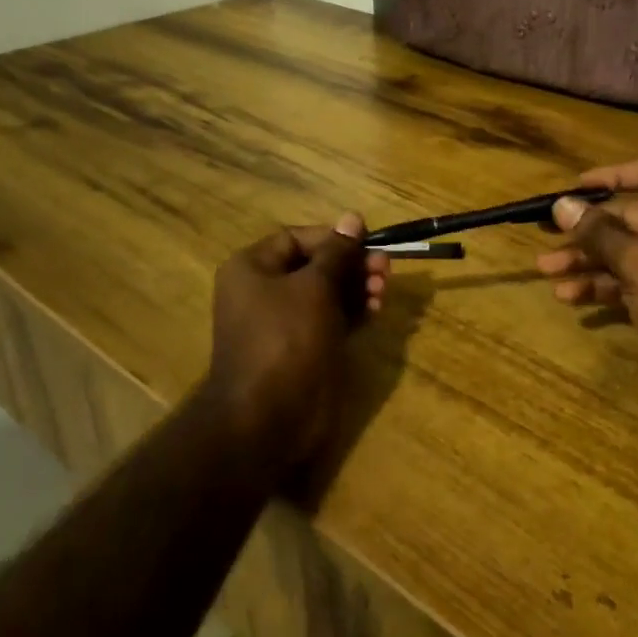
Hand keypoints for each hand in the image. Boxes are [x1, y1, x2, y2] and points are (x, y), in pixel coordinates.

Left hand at [204, 214, 390, 474]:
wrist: (269, 419)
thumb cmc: (287, 339)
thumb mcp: (314, 287)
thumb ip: (337, 253)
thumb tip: (353, 217)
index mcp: (252, 269)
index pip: (297, 238)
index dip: (334, 238)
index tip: (368, 242)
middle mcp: (264, 292)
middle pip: (315, 265)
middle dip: (352, 265)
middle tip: (385, 269)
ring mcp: (284, 323)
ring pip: (326, 293)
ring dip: (357, 288)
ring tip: (383, 292)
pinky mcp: (303, 349)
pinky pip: (330, 320)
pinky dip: (353, 312)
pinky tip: (376, 311)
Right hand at [536, 155, 637, 430]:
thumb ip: (598, 232)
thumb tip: (563, 204)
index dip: (613, 174)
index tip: (576, 188)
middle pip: (628, 216)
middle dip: (585, 227)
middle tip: (543, 232)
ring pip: (624, 252)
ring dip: (586, 260)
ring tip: (546, 271)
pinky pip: (630, 282)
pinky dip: (602, 286)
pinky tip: (568, 297)